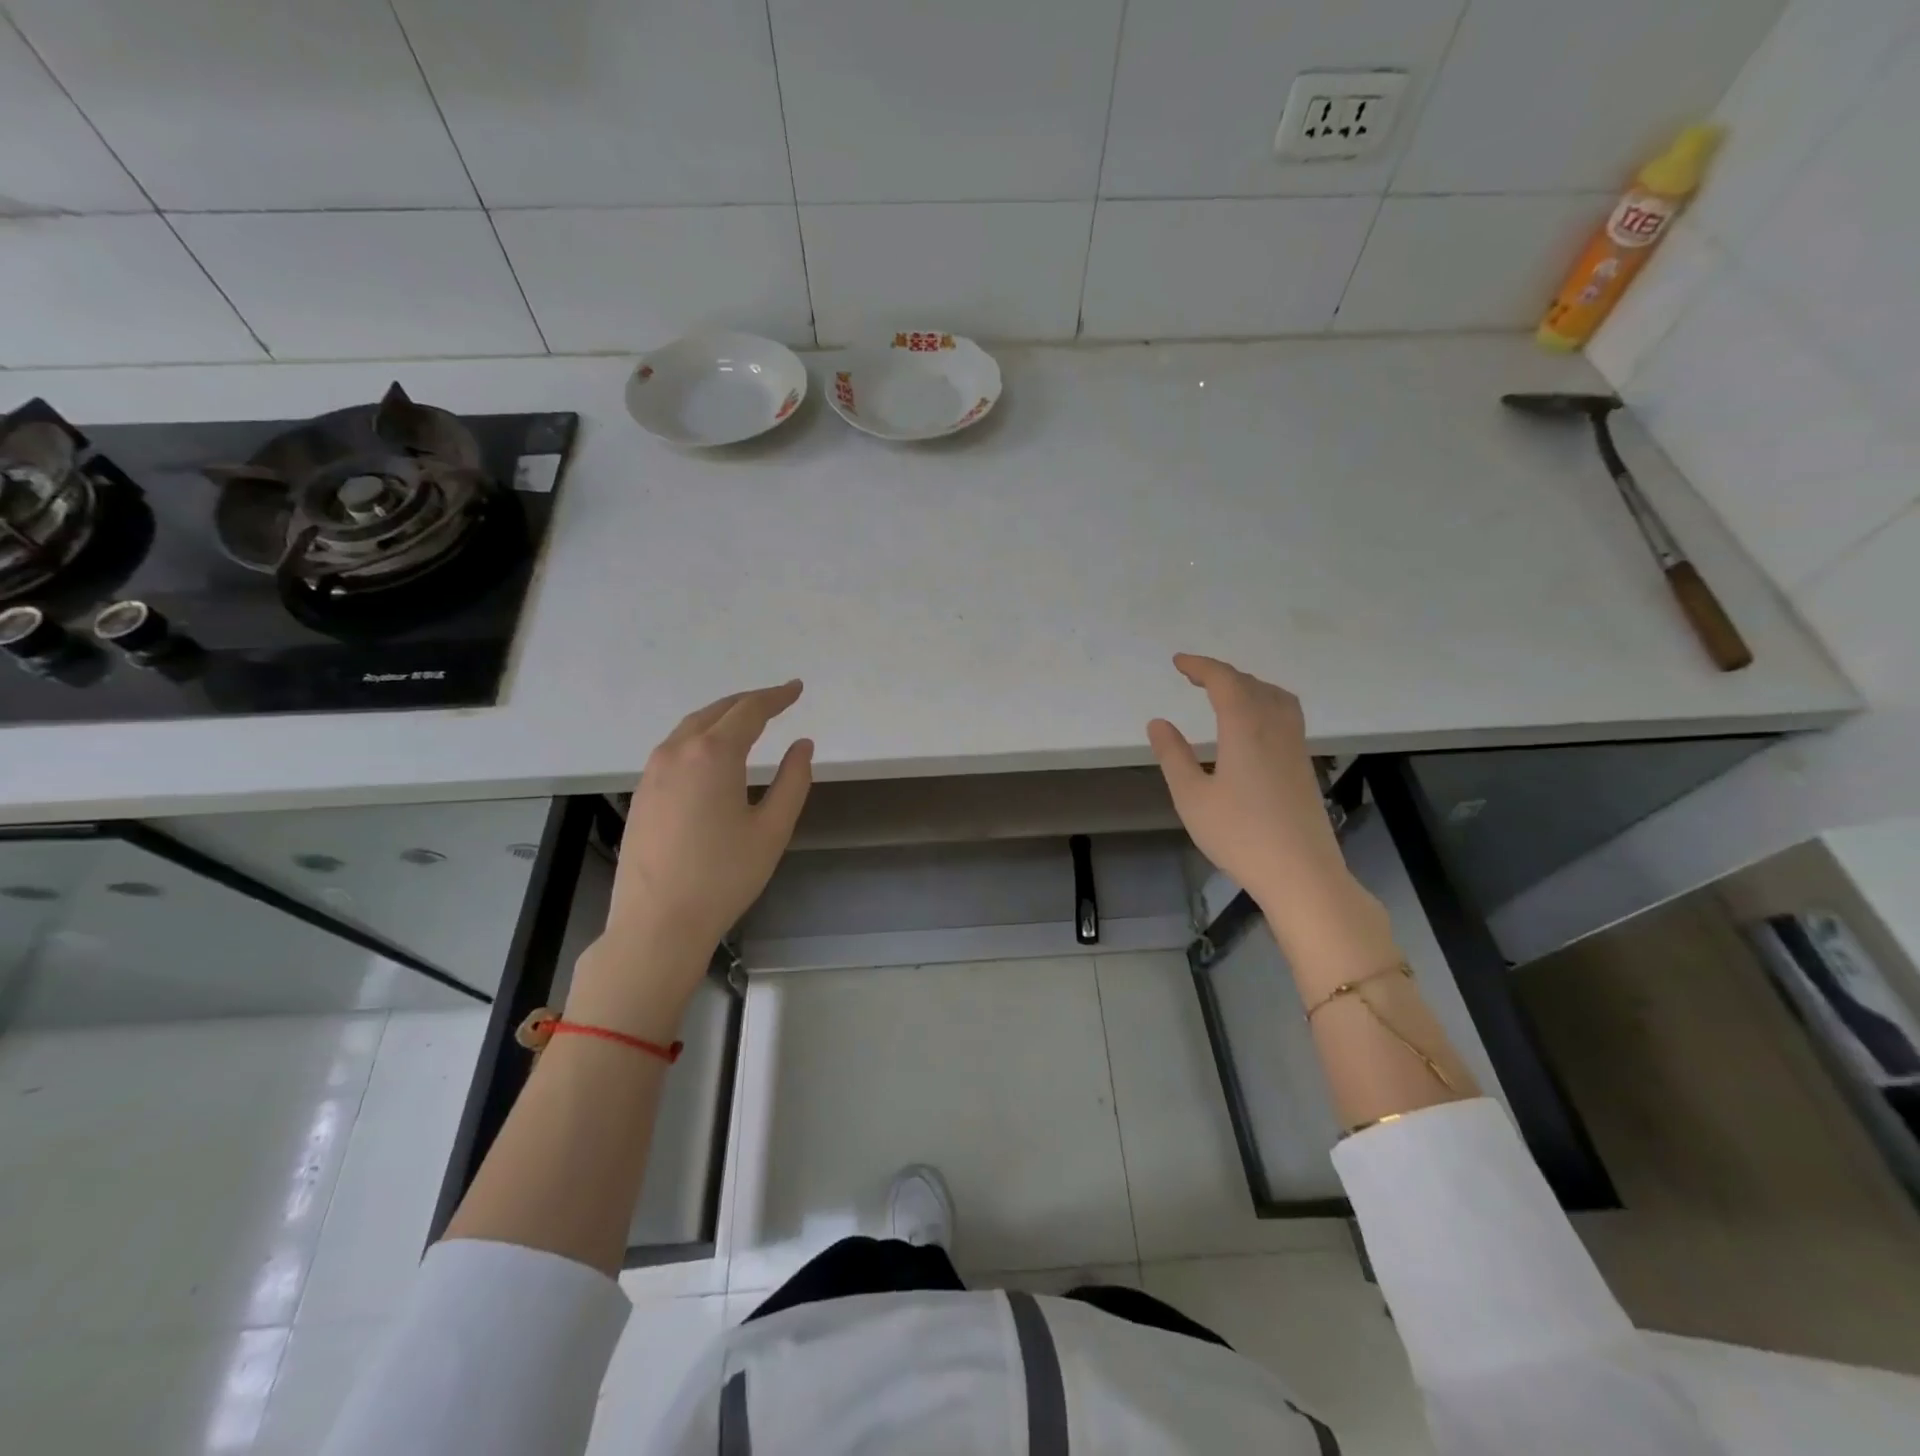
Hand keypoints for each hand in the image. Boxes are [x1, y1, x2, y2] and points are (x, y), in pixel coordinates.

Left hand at [571, 681, 811, 1034]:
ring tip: (748, 721)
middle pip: (717, 711)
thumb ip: (793, 780)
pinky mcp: (642, 792)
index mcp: (713, 754)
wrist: (657, 923)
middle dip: (749, 702)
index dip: (776, 696)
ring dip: (722, 717)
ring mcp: (653, 771)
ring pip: (691, 727)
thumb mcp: (772, 829)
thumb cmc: (723, 876)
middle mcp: (677, 751)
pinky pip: (675, 748)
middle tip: (777, 700)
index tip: (797, 689)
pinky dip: (700, 737)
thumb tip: (802, 745)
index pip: (749, 710)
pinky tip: (712, 754)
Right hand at [1147, 654, 1357, 923]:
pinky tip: (1253, 725)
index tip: (1178, 662)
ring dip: (1249, 685)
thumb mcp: (1192, 797)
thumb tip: (1159, 723)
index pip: (1225, 682)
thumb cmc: (1239, 835)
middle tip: (1194, 676)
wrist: (1301, 873)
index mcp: (1246, 729)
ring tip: (1226, 693)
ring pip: (1276, 698)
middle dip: (1222, 674)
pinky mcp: (1304, 766)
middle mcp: (1276, 728)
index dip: (1201, 667)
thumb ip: (1174, 756)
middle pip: (1252, 685)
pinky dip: (1265, 703)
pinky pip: (1287, 715)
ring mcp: (1295, 747)